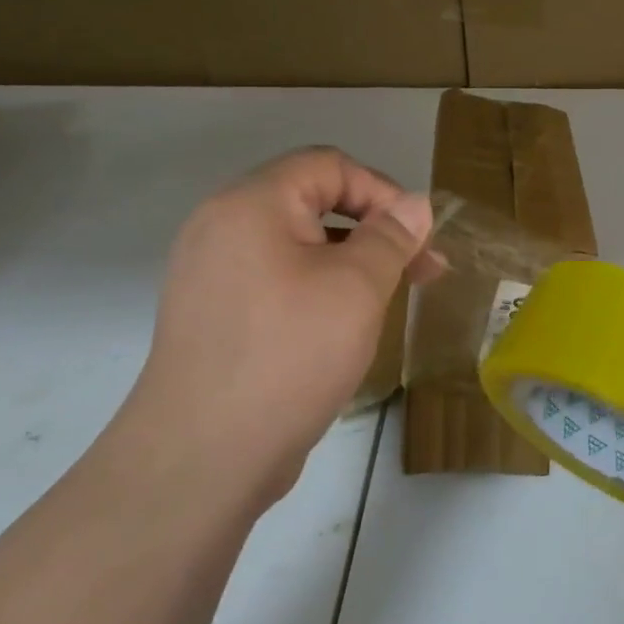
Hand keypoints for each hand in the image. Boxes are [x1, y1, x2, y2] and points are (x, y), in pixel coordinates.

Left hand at [112, 147, 434, 514]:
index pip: (329, 165)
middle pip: (314, 201)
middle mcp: (223, 227)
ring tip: (392, 299)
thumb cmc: (289, 354)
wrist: (202, 458)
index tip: (418, 237)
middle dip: (375, 229)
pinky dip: (320, 287)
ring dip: (352, 261)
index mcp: (251, 204)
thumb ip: (391, 236)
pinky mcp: (215, 315)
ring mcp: (213, 274)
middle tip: (421, 270)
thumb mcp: (356, 287)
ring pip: (299, 245)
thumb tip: (416, 204)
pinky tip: (346, 325)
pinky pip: (278, 279)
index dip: (383, 191)